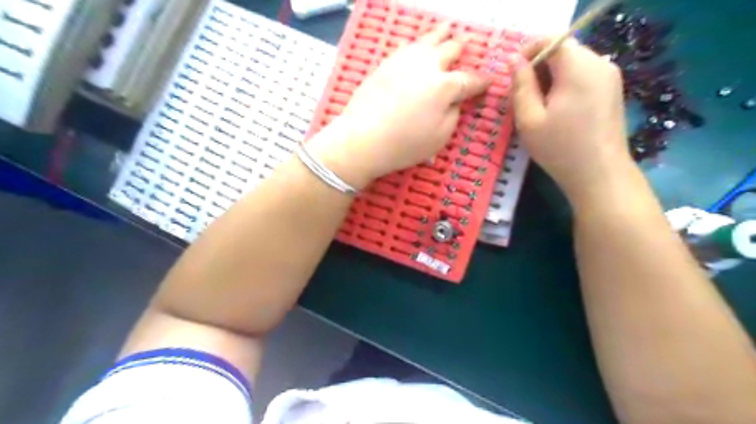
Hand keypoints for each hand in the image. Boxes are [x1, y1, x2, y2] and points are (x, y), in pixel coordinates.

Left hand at [309, 23, 490, 189]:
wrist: (362, 139)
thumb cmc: (405, 144)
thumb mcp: (440, 136)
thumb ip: (453, 113)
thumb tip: (454, 100)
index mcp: (445, 86)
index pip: (469, 80)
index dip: (481, 82)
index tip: (489, 81)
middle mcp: (427, 66)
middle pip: (450, 50)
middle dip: (462, 48)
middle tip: (468, 45)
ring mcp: (404, 60)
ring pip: (428, 40)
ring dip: (441, 34)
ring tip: (448, 29)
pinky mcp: (386, 63)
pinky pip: (406, 46)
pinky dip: (416, 43)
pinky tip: (417, 44)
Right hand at [515, 37, 632, 201]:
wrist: (599, 175)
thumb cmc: (559, 148)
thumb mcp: (529, 119)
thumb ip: (520, 85)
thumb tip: (513, 60)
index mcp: (578, 67)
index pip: (552, 39)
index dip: (528, 50)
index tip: (513, 74)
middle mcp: (599, 64)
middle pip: (563, 51)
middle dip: (538, 67)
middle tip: (522, 96)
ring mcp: (610, 76)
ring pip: (572, 64)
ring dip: (550, 78)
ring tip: (537, 107)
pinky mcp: (612, 90)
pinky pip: (583, 76)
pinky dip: (565, 85)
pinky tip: (556, 111)